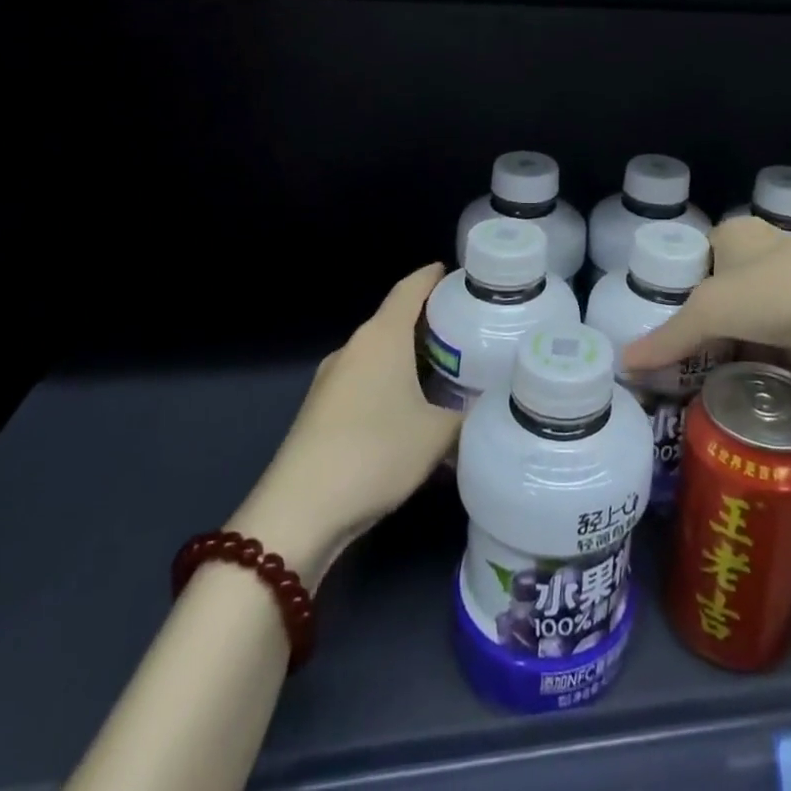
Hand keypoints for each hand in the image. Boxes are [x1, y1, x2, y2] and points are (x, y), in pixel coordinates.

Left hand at [229, 263, 458, 585]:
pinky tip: (413, 414)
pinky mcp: (320, 412)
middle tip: (471, 331)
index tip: (464, 275)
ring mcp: (331, 380)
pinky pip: (366, 383)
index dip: (435, 276)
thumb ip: (469, 414)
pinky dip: (392, 386)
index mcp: (382, 336)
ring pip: (380, 355)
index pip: (411, 287)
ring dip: (411, 359)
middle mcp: (354, 348)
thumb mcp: (438, 435)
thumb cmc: (375, 454)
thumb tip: (492, 404)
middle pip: (396, 320)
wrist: (298, 515)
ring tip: (449, 373)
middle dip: (431, 322)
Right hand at [621, 218, 790, 375]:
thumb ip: (667, 338)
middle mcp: (764, 253)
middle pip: (721, 290)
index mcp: (738, 233)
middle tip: (675, 356)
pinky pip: (772, 339)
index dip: (677, 287)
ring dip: (731, 343)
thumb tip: (624, 363)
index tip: (660, 323)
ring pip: (748, 317)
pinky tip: (738, 380)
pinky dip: (757, 357)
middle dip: (703, 322)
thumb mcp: (709, 312)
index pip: (696, 257)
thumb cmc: (773, 293)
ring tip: (699, 375)